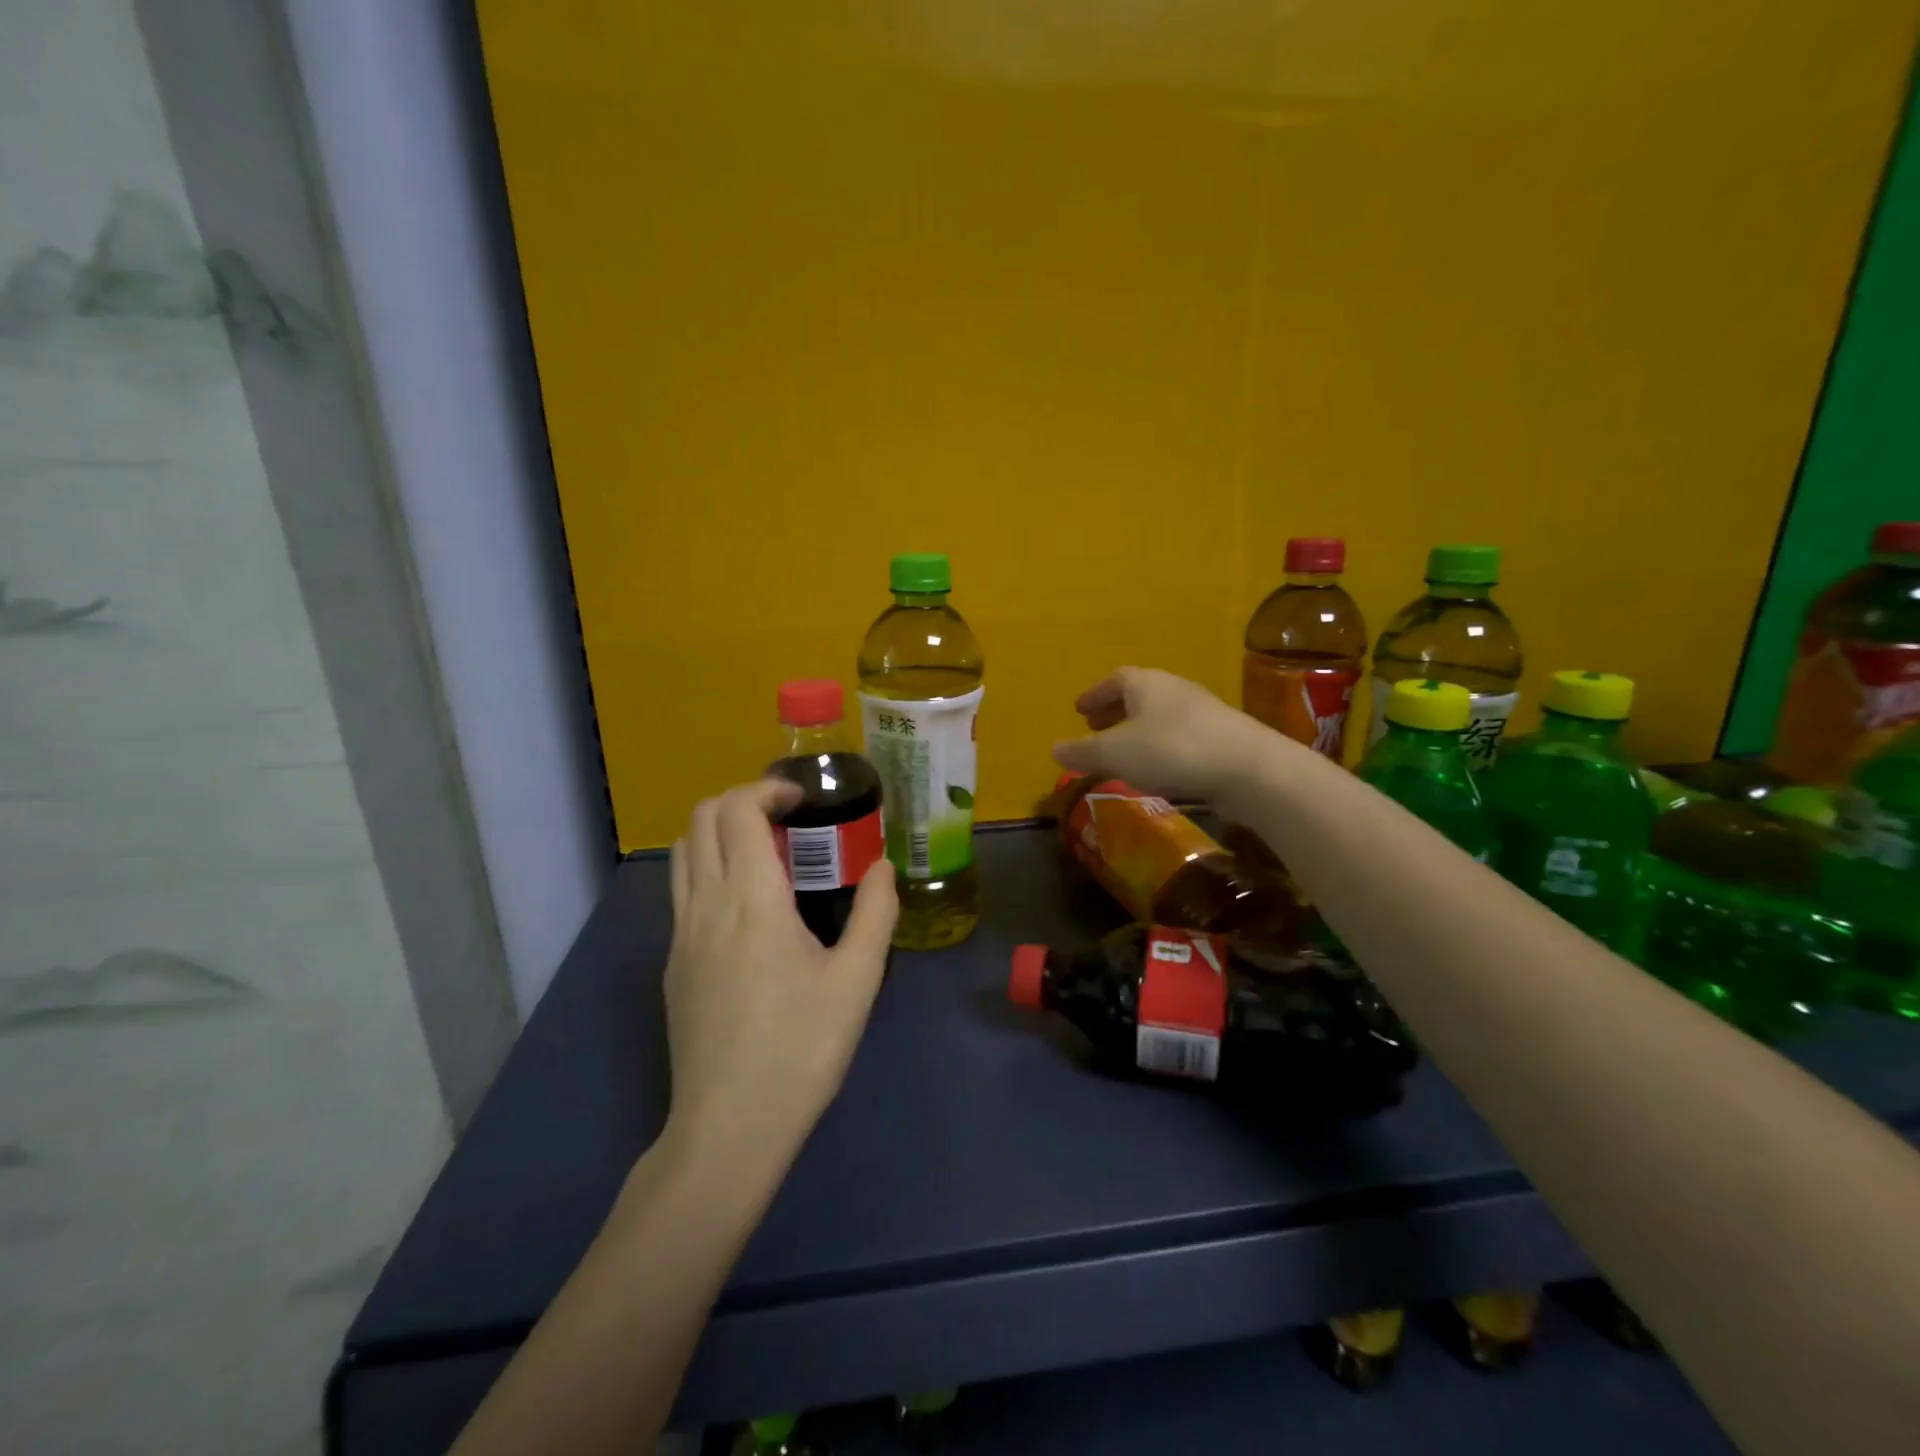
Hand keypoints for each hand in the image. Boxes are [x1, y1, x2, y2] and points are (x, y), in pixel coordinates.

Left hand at [663, 780, 897, 1168]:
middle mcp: (704, 904)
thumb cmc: (800, 1048)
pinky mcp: (673, 965)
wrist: (729, 1128)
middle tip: (787, 822)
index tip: (803, 801)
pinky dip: (709, 871)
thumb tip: (882, 865)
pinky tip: (748, 912)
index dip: (766, 789)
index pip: (736, 810)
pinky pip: (682, 892)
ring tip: (767, 858)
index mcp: (750, 898)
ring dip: (720, 834)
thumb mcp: (858, 980)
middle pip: (700, 819)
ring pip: (683, 854)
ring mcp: (680, 936)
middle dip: (741, 802)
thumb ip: (875, 911)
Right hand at [1053, 666, 1271, 802]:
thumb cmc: (1171, 750)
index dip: (1095, 695)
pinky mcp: (1223, 735)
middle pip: (1139, 694)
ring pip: (1161, 714)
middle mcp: (1174, 688)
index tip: (1079, 710)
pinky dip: (1161, 744)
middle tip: (1097, 727)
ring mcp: (1203, 711)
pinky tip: (1158, 768)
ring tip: (1124, 751)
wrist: (1248, 768)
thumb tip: (1054, 748)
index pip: (1115, 680)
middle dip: (1115, 710)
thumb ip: (1083, 752)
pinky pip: (1181, 734)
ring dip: (1139, 728)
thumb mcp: (1116, 754)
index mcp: (1146, 684)